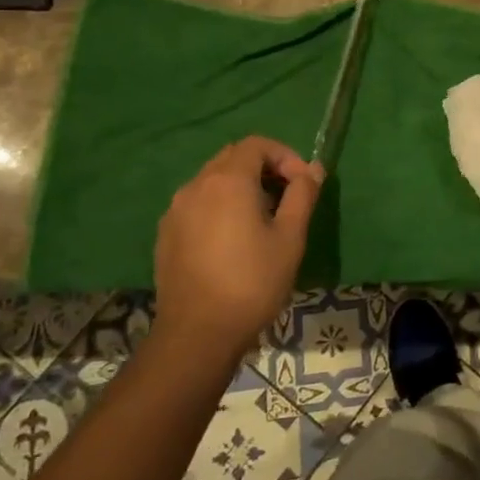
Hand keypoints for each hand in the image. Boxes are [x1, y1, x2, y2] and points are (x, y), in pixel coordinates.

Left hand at [154, 137, 321, 354]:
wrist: (197, 334)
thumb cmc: (253, 281)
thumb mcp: (290, 237)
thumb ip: (303, 195)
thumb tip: (313, 169)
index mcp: (228, 181)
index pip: (257, 145)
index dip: (285, 156)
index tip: (303, 183)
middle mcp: (196, 186)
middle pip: (233, 158)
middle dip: (264, 168)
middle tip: (287, 197)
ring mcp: (176, 210)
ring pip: (213, 181)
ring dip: (241, 187)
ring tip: (263, 219)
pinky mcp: (166, 234)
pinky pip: (197, 204)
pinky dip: (220, 206)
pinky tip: (233, 239)